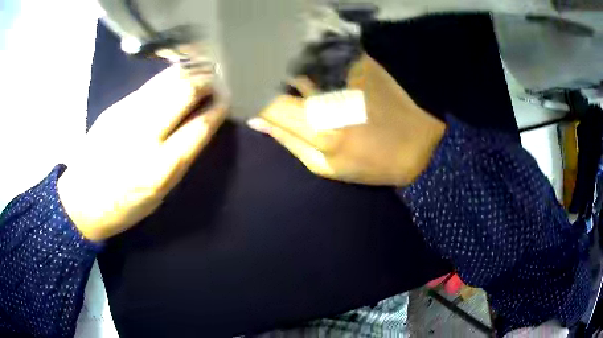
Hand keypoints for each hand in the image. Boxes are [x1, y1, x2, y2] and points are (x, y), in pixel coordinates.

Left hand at [57, 67, 226, 241]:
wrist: (81, 200)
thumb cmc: (123, 207)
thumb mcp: (159, 195)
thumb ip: (179, 159)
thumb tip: (199, 125)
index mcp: (159, 169)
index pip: (198, 127)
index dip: (217, 108)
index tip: (227, 99)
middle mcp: (144, 135)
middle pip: (183, 93)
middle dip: (206, 81)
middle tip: (218, 78)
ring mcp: (127, 115)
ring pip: (166, 81)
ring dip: (190, 72)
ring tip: (203, 68)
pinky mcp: (116, 107)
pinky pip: (149, 86)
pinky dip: (169, 76)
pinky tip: (178, 74)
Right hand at [248, 54, 444, 185]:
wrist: (417, 145)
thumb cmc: (370, 164)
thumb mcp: (324, 167)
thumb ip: (287, 141)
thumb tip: (256, 120)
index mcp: (318, 127)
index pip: (267, 101)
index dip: (248, 95)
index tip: (240, 93)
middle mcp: (329, 94)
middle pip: (279, 73)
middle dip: (260, 73)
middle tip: (249, 75)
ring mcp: (346, 73)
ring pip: (298, 58)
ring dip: (280, 62)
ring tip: (271, 65)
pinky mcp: (360, 61)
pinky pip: (322, 51)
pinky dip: (305, 55)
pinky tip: (301, 60)